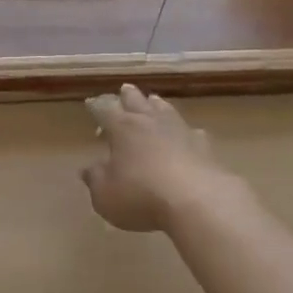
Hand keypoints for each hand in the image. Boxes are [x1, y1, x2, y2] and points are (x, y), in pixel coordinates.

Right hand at [81, 84, 240, 232]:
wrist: (198, 202)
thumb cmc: (141, 196)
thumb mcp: (105, 194)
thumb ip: (96, 179)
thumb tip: (89, 169)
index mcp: (122, 128)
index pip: (105, 110)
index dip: (96, 106)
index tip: (90, 103)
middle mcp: (150, 122)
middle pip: (137, 101)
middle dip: (128, 96)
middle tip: (124, 90)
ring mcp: (180, 132)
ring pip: (166, 110)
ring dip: (157, 105)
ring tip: (153, 101)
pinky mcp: (204, 147)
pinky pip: (192, 132)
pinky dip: (185, 131)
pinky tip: (188, 134)